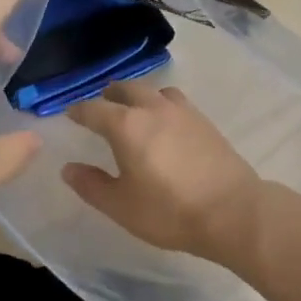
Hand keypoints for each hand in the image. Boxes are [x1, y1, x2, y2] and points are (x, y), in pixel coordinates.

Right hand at [61, 81, 264, 264]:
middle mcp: (153, 109)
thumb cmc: (169, 211)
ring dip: (139, 96)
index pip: (94, 109)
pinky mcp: (205, 122)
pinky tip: (165, 124)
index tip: (70, 115)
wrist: (232, 212)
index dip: (78, 111)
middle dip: (110, 95)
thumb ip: (91, 185)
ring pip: (155, 91)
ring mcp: (183, 113)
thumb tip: (69, 168)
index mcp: (126, 126)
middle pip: (127, 89)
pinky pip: (176, 102)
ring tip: (135, 111)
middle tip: (101, 106)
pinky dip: (162, 105)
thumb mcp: (121, 206)